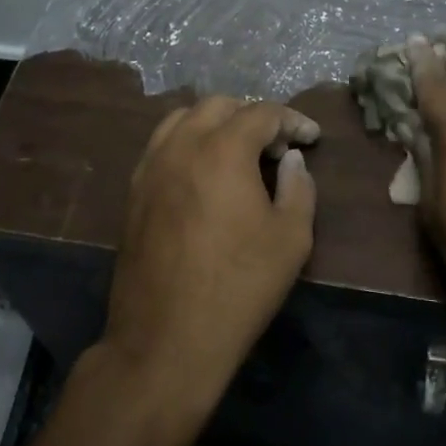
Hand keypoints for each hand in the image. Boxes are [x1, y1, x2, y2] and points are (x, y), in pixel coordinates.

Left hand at [102, 96, 320, 417]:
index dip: (292, 120)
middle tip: (277, 146)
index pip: (262, 113)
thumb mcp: (291, 238)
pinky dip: (188, 143)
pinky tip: (204, 173)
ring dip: (216, 123)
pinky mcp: (134, 192)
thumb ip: (298, 187)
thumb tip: (291, 160)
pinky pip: (161, 146)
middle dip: (253, 116)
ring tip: (238, 152)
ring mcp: (150, 167)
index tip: (311, 138)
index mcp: (223, 150)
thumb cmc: (240, 287)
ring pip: (182, 119)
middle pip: (218, 105)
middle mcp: (181, 146)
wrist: (167, 339)